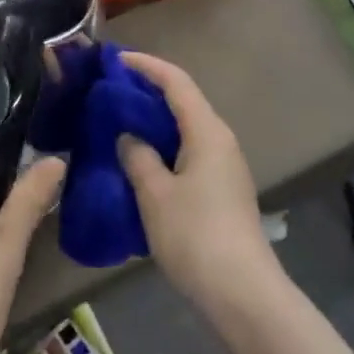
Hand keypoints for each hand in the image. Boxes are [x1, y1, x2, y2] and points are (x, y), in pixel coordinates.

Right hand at [117, 52, 283, 320]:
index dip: (146, 66)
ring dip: (155, 121)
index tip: (115, 59)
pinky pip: (189, 152)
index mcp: (207, 131)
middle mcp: (221, 141)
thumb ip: (138, 157)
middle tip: (111, 91)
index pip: (176, 82)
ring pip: (186, 129)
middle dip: (148, 91)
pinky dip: (164, 146)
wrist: (242, 293)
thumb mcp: (155, 194)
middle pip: (184, 101)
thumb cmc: (195, 235)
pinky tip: (141, 161)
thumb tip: (129, 137)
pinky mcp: (223, 190)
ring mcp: (225, 167)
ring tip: (119, 123)